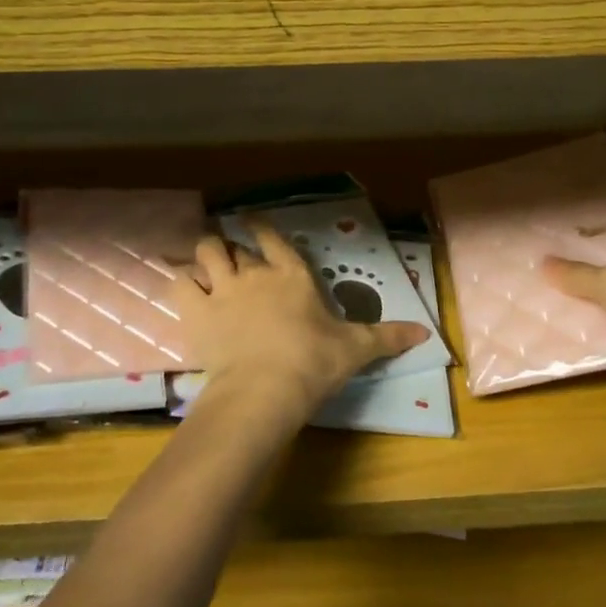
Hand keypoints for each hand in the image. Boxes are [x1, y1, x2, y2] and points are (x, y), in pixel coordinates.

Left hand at [177, 222, 432, 422]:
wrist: (266, 388)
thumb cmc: (314, 362)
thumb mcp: (355, 349)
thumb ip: (387, 336)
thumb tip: (426, 333)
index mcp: (292, 275)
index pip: (273, 239)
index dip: (260, 226)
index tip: (250, 219)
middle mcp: (256, 273)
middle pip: (235, 245)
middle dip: (230, 246)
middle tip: (229, 255)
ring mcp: (224, 288)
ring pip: (206, 252)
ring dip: (205, 254)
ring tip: (203, 262)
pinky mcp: (197, 311)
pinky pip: (179, 282)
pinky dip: (179, 280)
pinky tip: (180, 284)